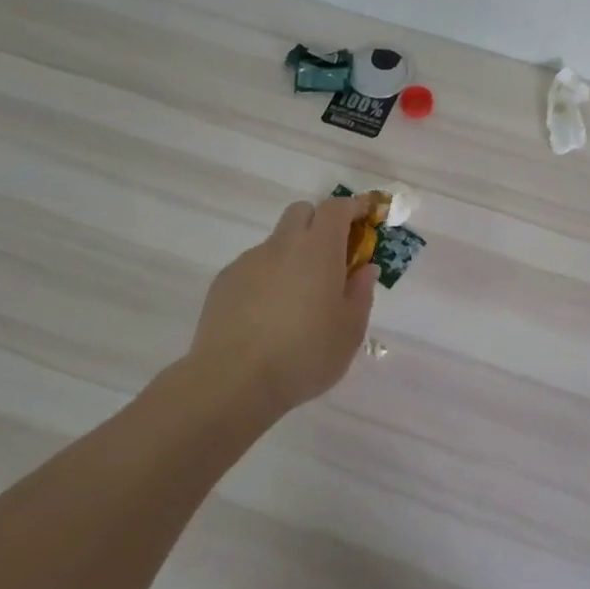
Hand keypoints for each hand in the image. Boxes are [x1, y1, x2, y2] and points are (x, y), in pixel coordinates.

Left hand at [188, 195, 379, 411]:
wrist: (234, 381)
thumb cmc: (305, 354)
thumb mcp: (351, 330)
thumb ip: (361, 292)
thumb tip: (363, 269)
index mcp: (319, 249)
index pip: (337, 208)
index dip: (353, 207)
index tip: (365, 217)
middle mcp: (282, 245)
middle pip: (302, 212)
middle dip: (320, 223)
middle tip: (331, 257)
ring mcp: (249, 261)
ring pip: (277, 242)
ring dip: (293, 255)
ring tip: (297, 300)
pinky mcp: (224, 281)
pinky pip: (254, 267)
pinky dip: (267, 278)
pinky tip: (267, 316)